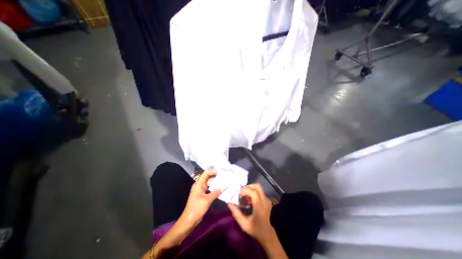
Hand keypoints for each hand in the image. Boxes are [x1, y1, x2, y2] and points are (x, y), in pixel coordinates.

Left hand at [180, 169, 224, 224]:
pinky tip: (221, 190)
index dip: (212, 171)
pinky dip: (215, 189)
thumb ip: (216, 192)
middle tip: (225, 178)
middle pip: (209, 178)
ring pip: (210, 185)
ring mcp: (201, 191)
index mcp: (199, 184)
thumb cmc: (196, 208)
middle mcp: (200, 186)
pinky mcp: (203, 196)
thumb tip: (225, 186)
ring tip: (225, 183)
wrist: (189, 221)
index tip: (220, 172)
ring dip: (216, 184)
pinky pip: (210, 190)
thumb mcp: (207, 200)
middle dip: (216, 178)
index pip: (206, 173)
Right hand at [227, 183, 273, 243]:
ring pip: (259, 188)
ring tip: (244, 195)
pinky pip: (260, 192)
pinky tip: (249, 199)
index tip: (239, 194)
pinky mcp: (267, 200)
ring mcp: (267, 200)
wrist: (267, 234)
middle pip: (257, 187)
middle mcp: (264, 201)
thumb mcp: (244, 224)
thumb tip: (229, 204)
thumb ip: (237, 214)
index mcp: (260, 206)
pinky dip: (253, 192)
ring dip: (251, 189)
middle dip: (248, 186)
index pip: (253, 193)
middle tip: (241, 191)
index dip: (245, 190)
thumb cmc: (256, 229)